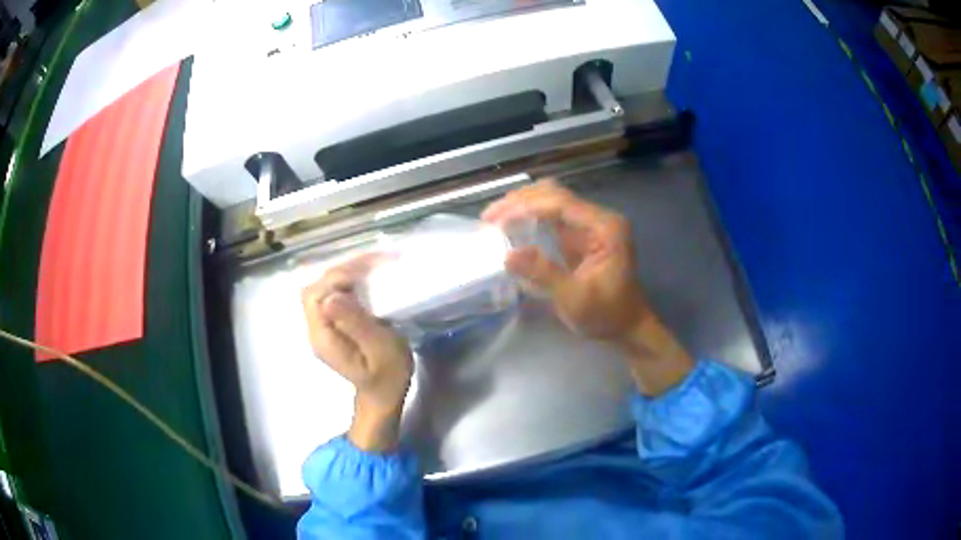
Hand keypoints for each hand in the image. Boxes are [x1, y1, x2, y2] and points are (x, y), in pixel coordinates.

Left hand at [301, 255, 413, 451]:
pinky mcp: (331, 325)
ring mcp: (321, 327)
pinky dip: (347, 283)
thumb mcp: (380, 351)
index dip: (337, 277)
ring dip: (344, 274)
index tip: (368, 271)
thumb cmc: (387, 377)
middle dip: (341, 271)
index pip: (316, 295)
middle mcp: (315, 329)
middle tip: (372, 264)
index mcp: (323, 337)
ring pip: (322, 289)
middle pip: (315, 288)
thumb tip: (333, 296)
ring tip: (372, 267)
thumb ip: (357, 325)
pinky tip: (366, 279)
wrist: (383, 396)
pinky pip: (331, 296)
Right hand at [482, 180, 692, 394]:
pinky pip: (552, 216)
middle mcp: (598, 218)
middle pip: (554, 194)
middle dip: (519, 201)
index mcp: (605, 227)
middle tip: (488, 218)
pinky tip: (511, 225)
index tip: (495, 219)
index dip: (525, 206)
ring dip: (522, 206)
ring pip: (551, 200)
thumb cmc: (607, 315)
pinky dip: (529, 217)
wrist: (628, 327)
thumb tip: (508, 255)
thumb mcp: (575, 299)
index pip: (560, 203)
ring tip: (494, 219)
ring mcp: (590, 224)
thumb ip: (544, 274)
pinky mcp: (581, 235)